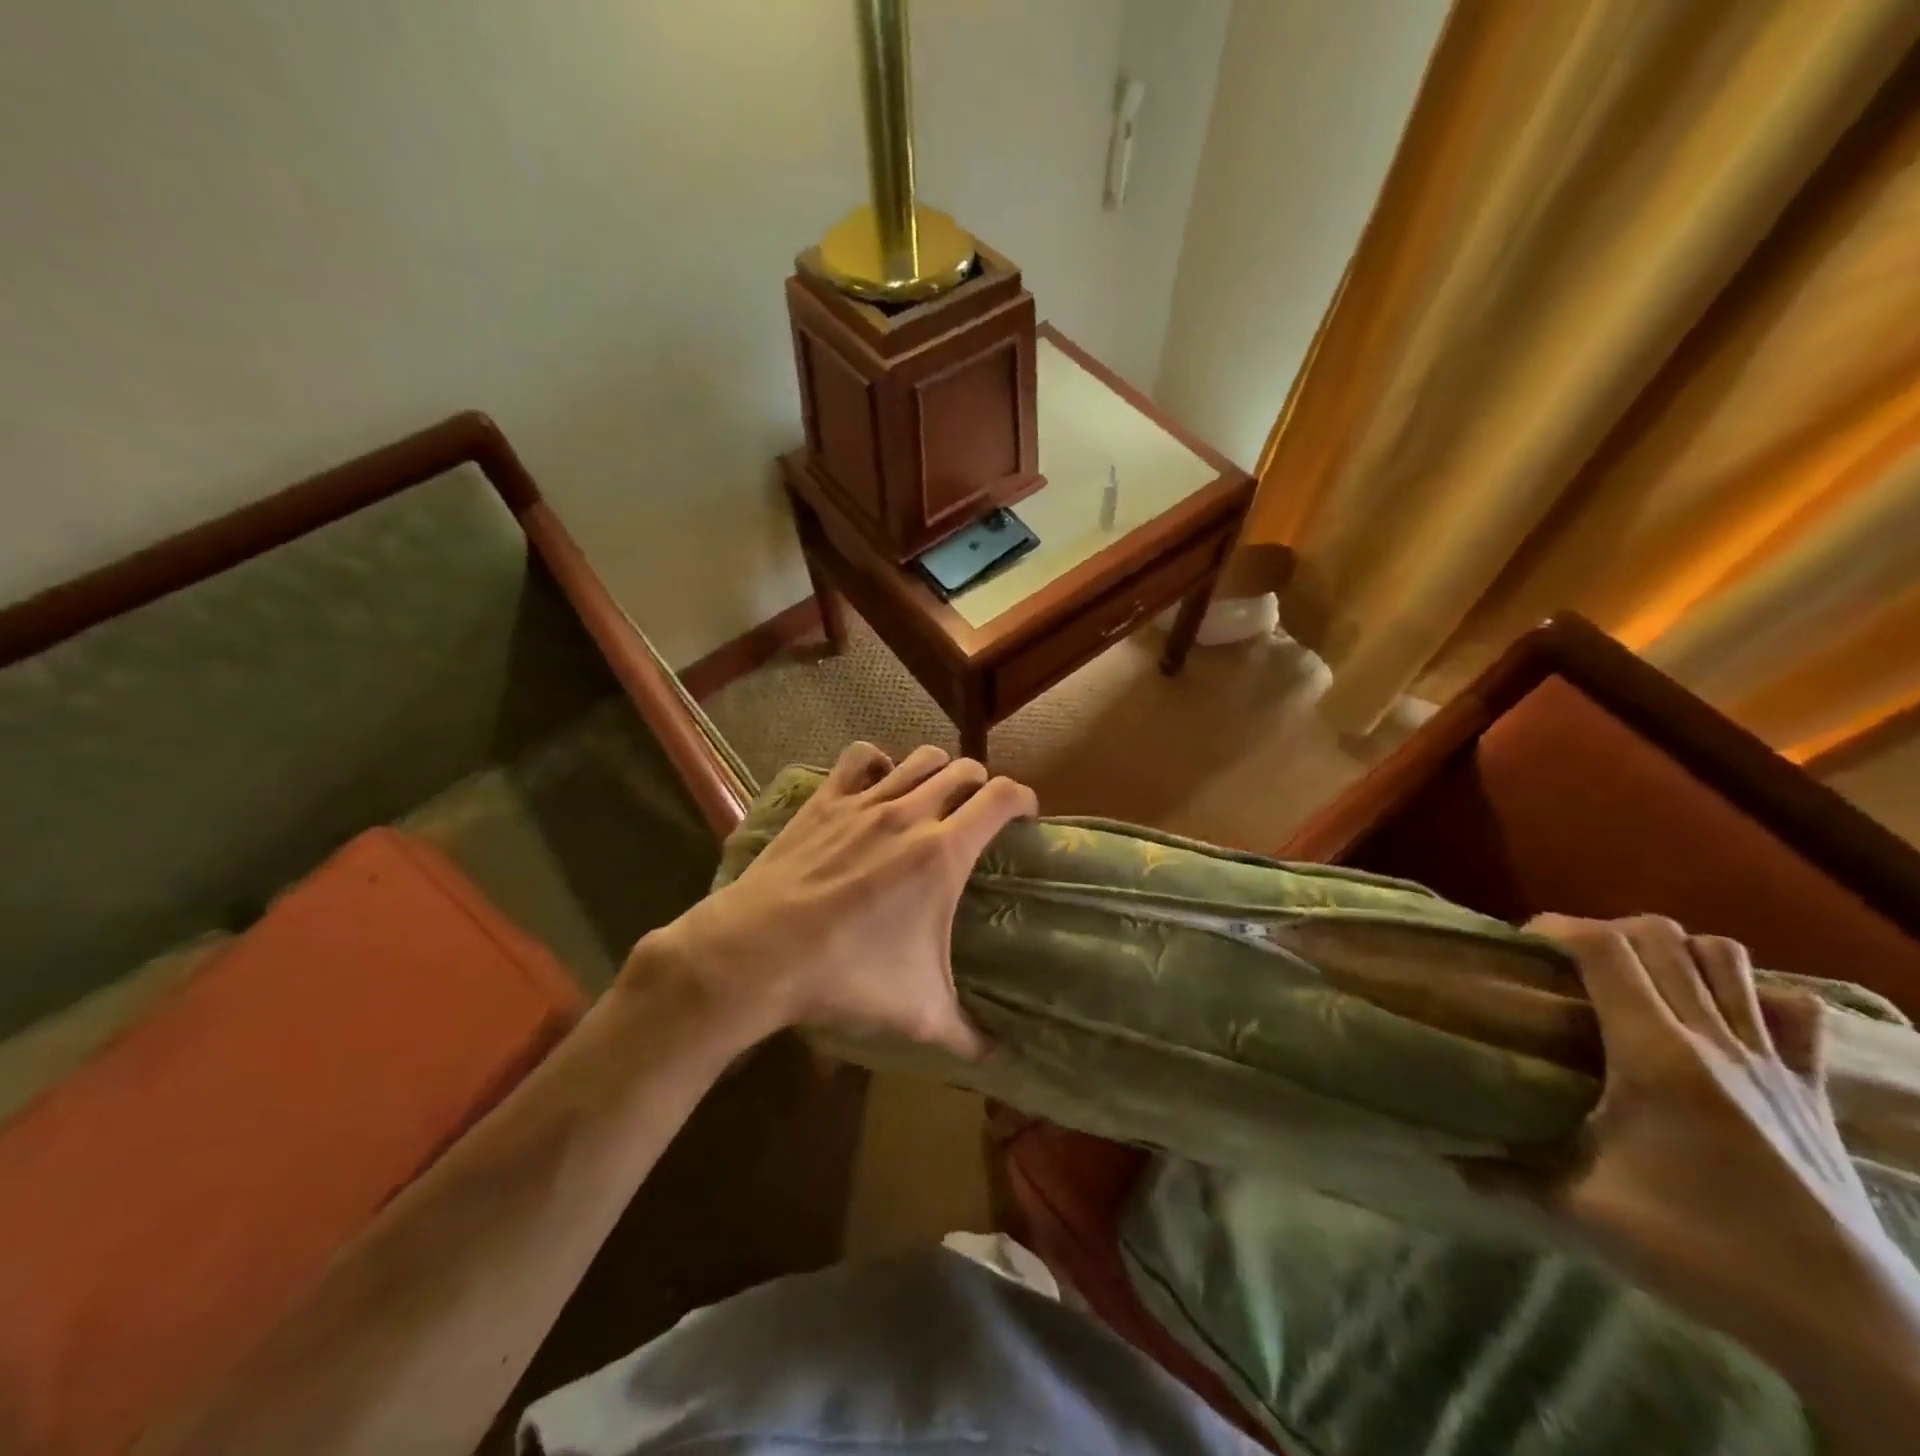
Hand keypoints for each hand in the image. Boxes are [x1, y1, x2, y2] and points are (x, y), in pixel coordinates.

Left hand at [636, 742, 1035, 1058]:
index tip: (1026, 816)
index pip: (1002, 797)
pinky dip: (878, 762)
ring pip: (918, 758)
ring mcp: (864, 802)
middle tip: (979, 813)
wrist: (758, 953)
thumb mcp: (918, 1013)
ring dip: (938, 769)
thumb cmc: (847, 976)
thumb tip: (997, 1057)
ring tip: (935, 795)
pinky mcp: (824, 800)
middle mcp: (910, 813)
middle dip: (981, 785)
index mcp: (943, 852)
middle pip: (963, 769)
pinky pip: (859, 757)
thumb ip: (967, 1035)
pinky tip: (878, 782)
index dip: (1024, 799)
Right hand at [1526, 914, 1919, 1449]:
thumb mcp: (1585, 1209)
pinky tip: (1721, 1016)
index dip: (1558, 927)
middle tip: (1571, 962)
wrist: (1844, 1322)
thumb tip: (1449, 1162)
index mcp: (1655, 1053)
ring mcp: (1771, 1061)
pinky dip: (1752, 993)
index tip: (1524, 942)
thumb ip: (1509, 1174)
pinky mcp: (1811, 1090)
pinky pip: (1791, 1011)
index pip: (1605, 949)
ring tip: (1639, 979)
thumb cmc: (1699, 1246)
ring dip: (1677, 952)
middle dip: (1607, 931)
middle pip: (1663, 937)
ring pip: (1728, 958)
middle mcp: (1714, 1039)